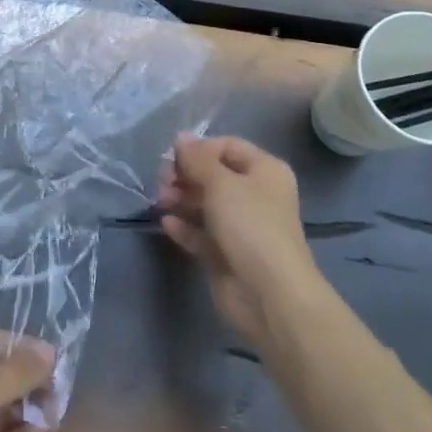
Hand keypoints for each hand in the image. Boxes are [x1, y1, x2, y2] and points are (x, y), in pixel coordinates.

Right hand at [159, 135, 319, 347]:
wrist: (269, 294)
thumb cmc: (250, 225)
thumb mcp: (220, 182)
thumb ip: (197, 159)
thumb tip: (181, 138)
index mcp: (264, 171)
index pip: (227, 147)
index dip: (199, 149)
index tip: (172, 157)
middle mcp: (255, 195)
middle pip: (213, 175)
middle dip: (186, 175)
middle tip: (163, 182)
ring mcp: (241, 227)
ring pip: (205, 204)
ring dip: (181, 199)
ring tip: (161, 202)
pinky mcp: (226, 254)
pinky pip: (201, 233)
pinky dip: (184, 227)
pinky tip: (167, 224)